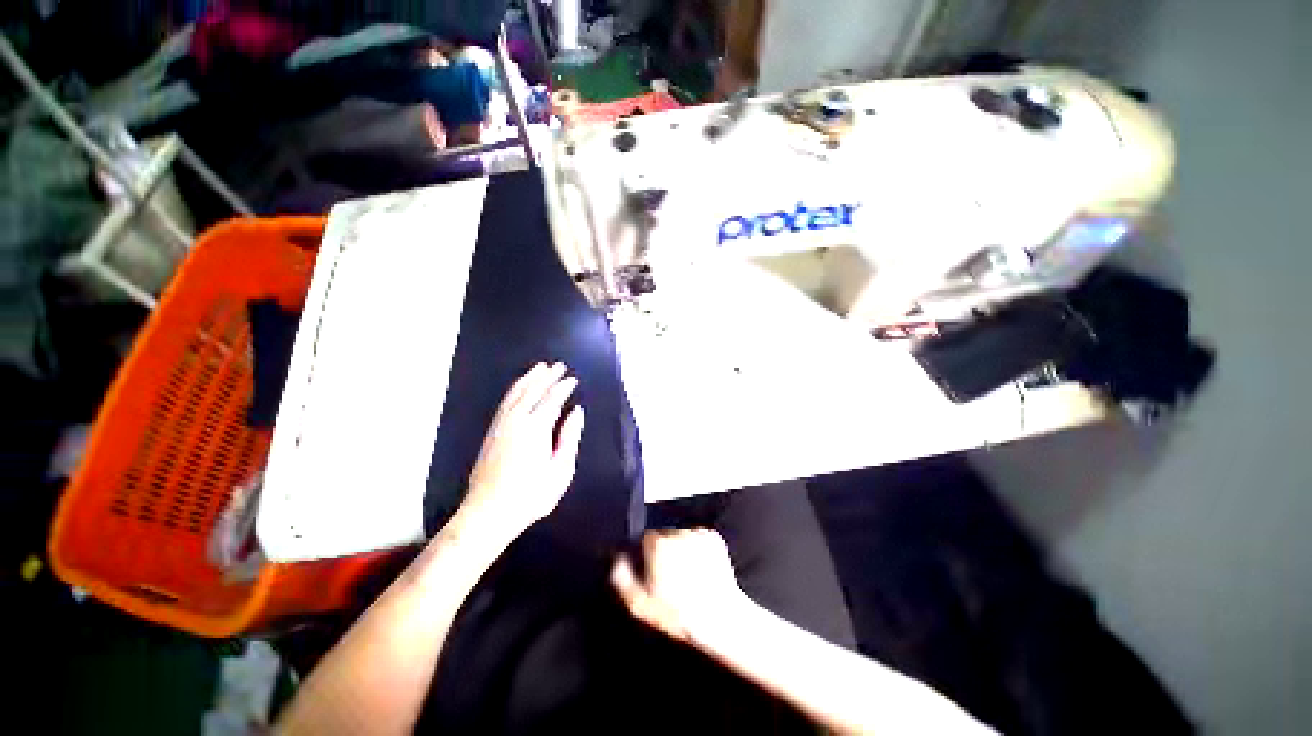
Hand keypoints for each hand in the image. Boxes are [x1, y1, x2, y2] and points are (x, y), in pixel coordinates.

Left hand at [459, 363, 584, 540]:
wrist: (488, 513)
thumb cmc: (531, 495)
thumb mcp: (560, 470)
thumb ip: (570, 437)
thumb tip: (577, 412)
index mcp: (536, 428)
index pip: (552, 399)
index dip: (563, 387)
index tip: (573, 379)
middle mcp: (517, 421)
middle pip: (533, 391)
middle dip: (547, 376)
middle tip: (558, 365)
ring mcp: (501, 425)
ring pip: (516, 393)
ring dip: (529, 378)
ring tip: (539, 368)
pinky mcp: (491, 432)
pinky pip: (505, 402)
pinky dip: (514, 390)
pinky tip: (519, 388)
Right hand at [611, 529, 751, 645]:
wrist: (718, 617)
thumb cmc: (677, 613)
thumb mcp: (639, 605)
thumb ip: (621, 577)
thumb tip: (617, 559)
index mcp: (657, 544)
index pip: (644, 538)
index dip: (646, 555)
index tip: (652, 570)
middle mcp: (676, 532)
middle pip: (663, 535)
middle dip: (664, 550)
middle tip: (670, 575)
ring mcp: (697, 533)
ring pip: (682, 535)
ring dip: (681, 548)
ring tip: (687, 573)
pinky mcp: (714, 537)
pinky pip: (699, 537)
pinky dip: (697, 548)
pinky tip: (700, 568)